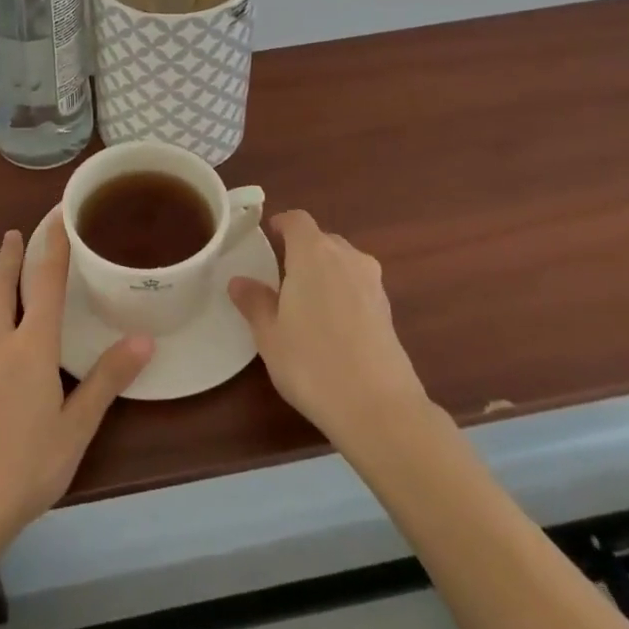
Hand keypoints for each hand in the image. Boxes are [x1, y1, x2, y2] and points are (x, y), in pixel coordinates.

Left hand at [0, 225, 153, 547]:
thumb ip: (109, 378)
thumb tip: (144, 339)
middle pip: (2, 288)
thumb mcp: (78, 426)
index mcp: (33, 347)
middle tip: (13, 232)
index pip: (48, 285)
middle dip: (10, 257)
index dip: (54, 247)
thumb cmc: (28, 467)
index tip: (57, 217)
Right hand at [229, 210, 427, 450]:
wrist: (380, 408)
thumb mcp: (269, 334)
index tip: (268, 235)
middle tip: (281, 275)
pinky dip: (343, 294)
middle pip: (322, 239)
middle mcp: (347, 258)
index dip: (281, 223)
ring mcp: (373, 284)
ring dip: (325, 273)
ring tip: (305, 302)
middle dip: (302, 250)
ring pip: (343, 263)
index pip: (297, 220)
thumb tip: (239, 281)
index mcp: (313, 253)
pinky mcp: (388, 311)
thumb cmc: (312, 362)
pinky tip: (331, 326)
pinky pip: (358, 287)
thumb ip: (254, 302)